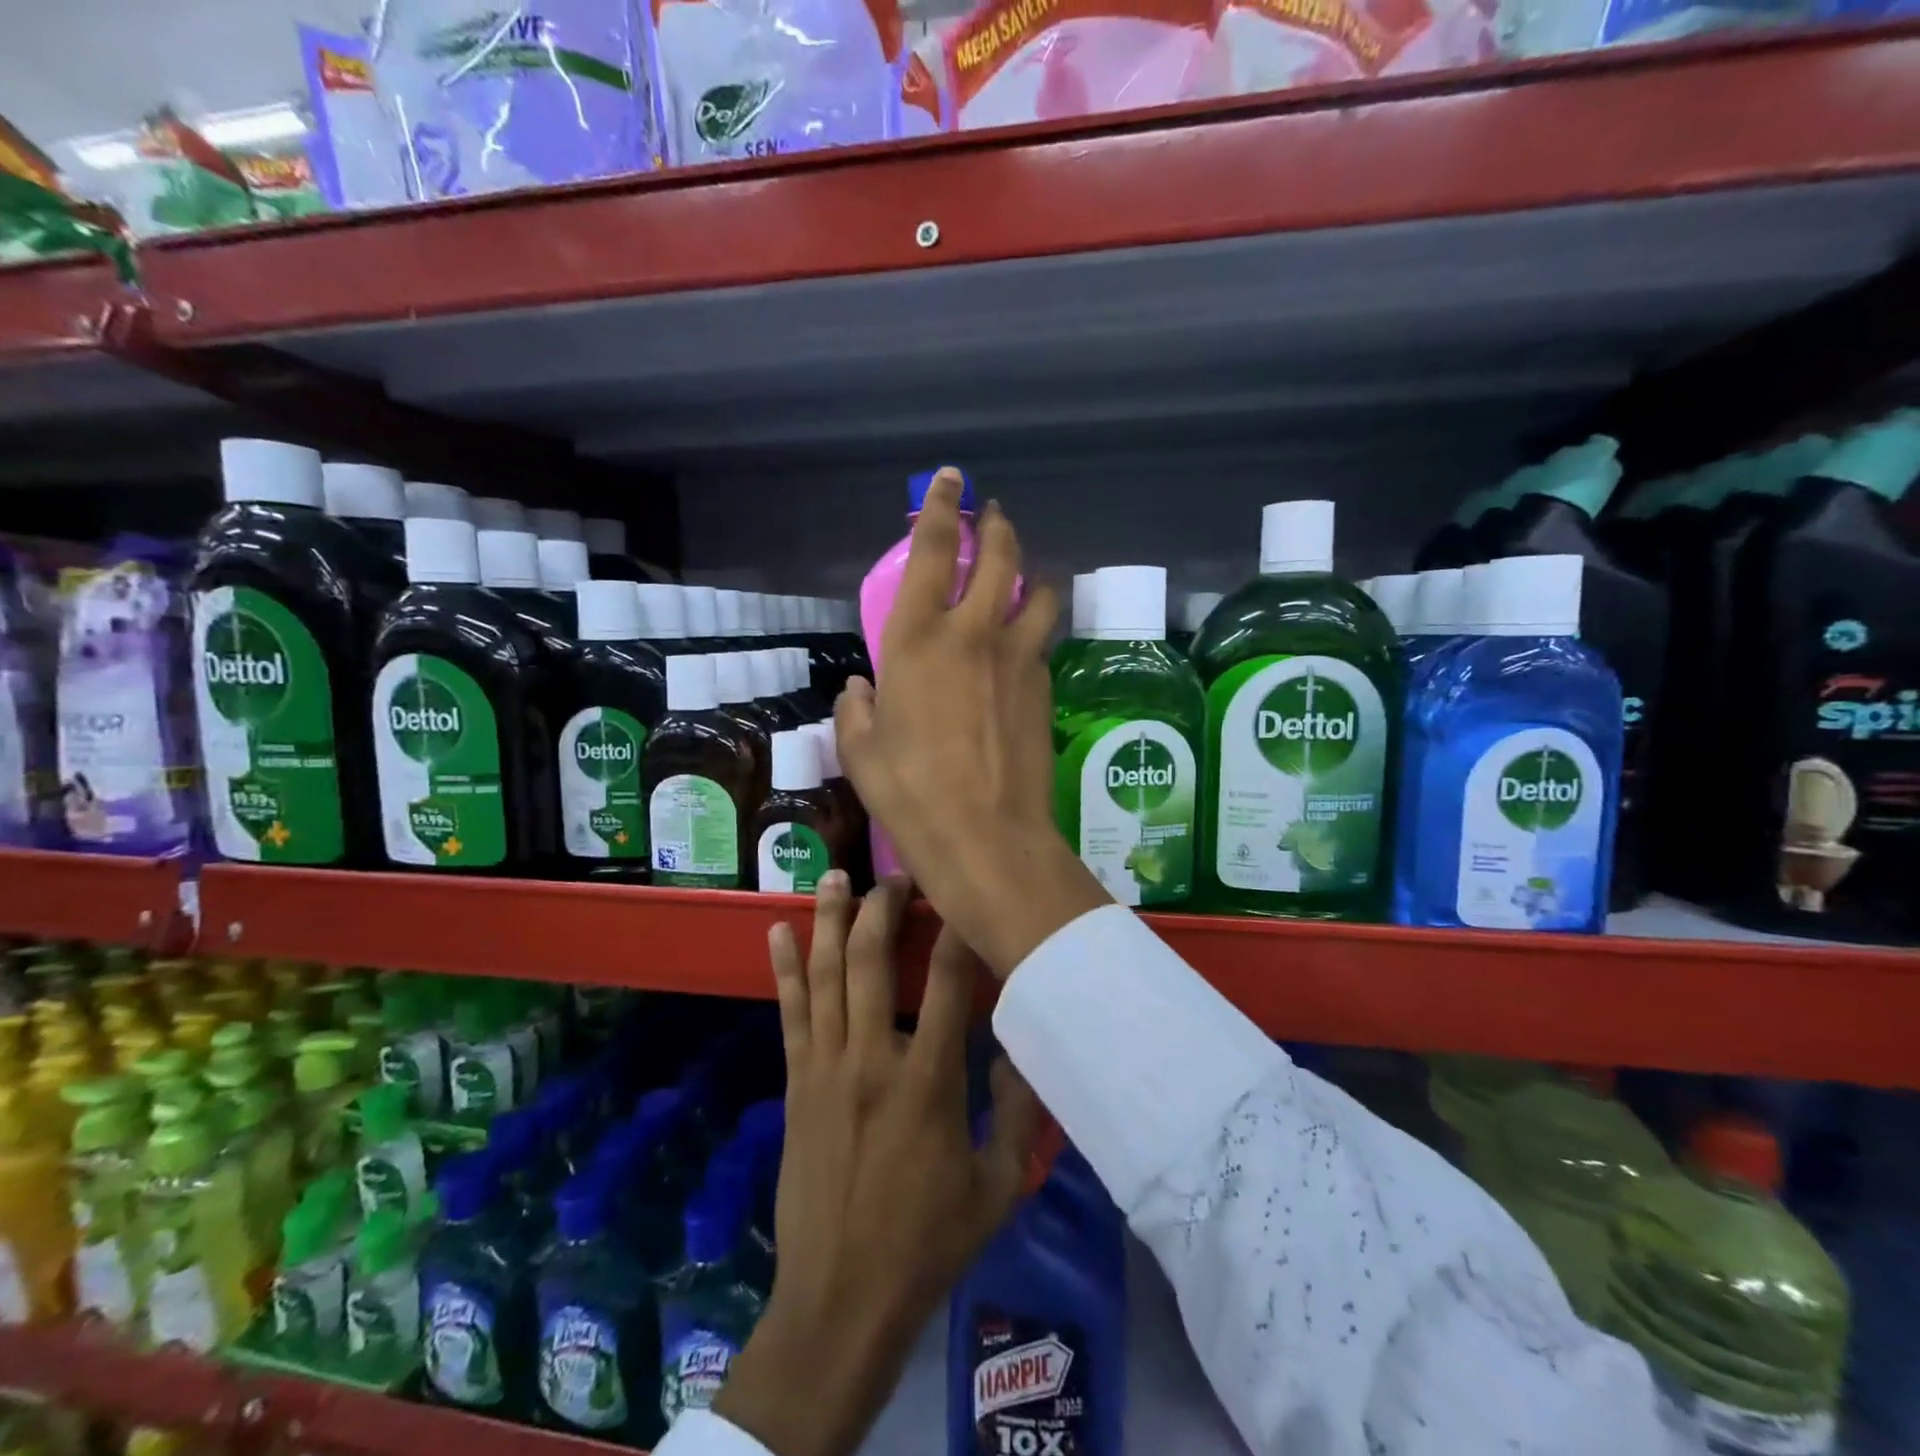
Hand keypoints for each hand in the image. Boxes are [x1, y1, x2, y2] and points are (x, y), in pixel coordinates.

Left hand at [714, 873, 1043, 1455]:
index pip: (951, 984)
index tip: (965, 894)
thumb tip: (1023, 1050)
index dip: (960, 931)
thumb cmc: (927, 1244)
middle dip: (885, 907)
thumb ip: (1020, 1115)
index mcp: (928, 1082)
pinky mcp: (797, 1082)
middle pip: (875, 961)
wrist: (840, 1300)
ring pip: (826, 975)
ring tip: (836, 875)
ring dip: (830, 920)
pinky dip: (783, 968)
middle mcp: (873, 1059)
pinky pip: (790, 1012)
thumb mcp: (998, 1189)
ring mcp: (827, 1067)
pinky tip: (777, 930)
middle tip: (897, 874)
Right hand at [834, 467, 1107, 977]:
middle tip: (994, 515)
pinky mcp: (1044, 686)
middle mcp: (972, 633)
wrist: (985, 834)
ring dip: (1030, 574)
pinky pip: (1041, 643)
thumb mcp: (862, 751)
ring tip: (1022, 578)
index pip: (934, 552)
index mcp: (917, 639)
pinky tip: (1022, 651)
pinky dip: (1032, 633)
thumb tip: (862, 690)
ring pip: (1037, 592)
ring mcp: (1017, 658)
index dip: (943, 507)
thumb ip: (857, 710)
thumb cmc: (909, 792)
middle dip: (997, 526)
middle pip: (999, 556)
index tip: (952, 478)